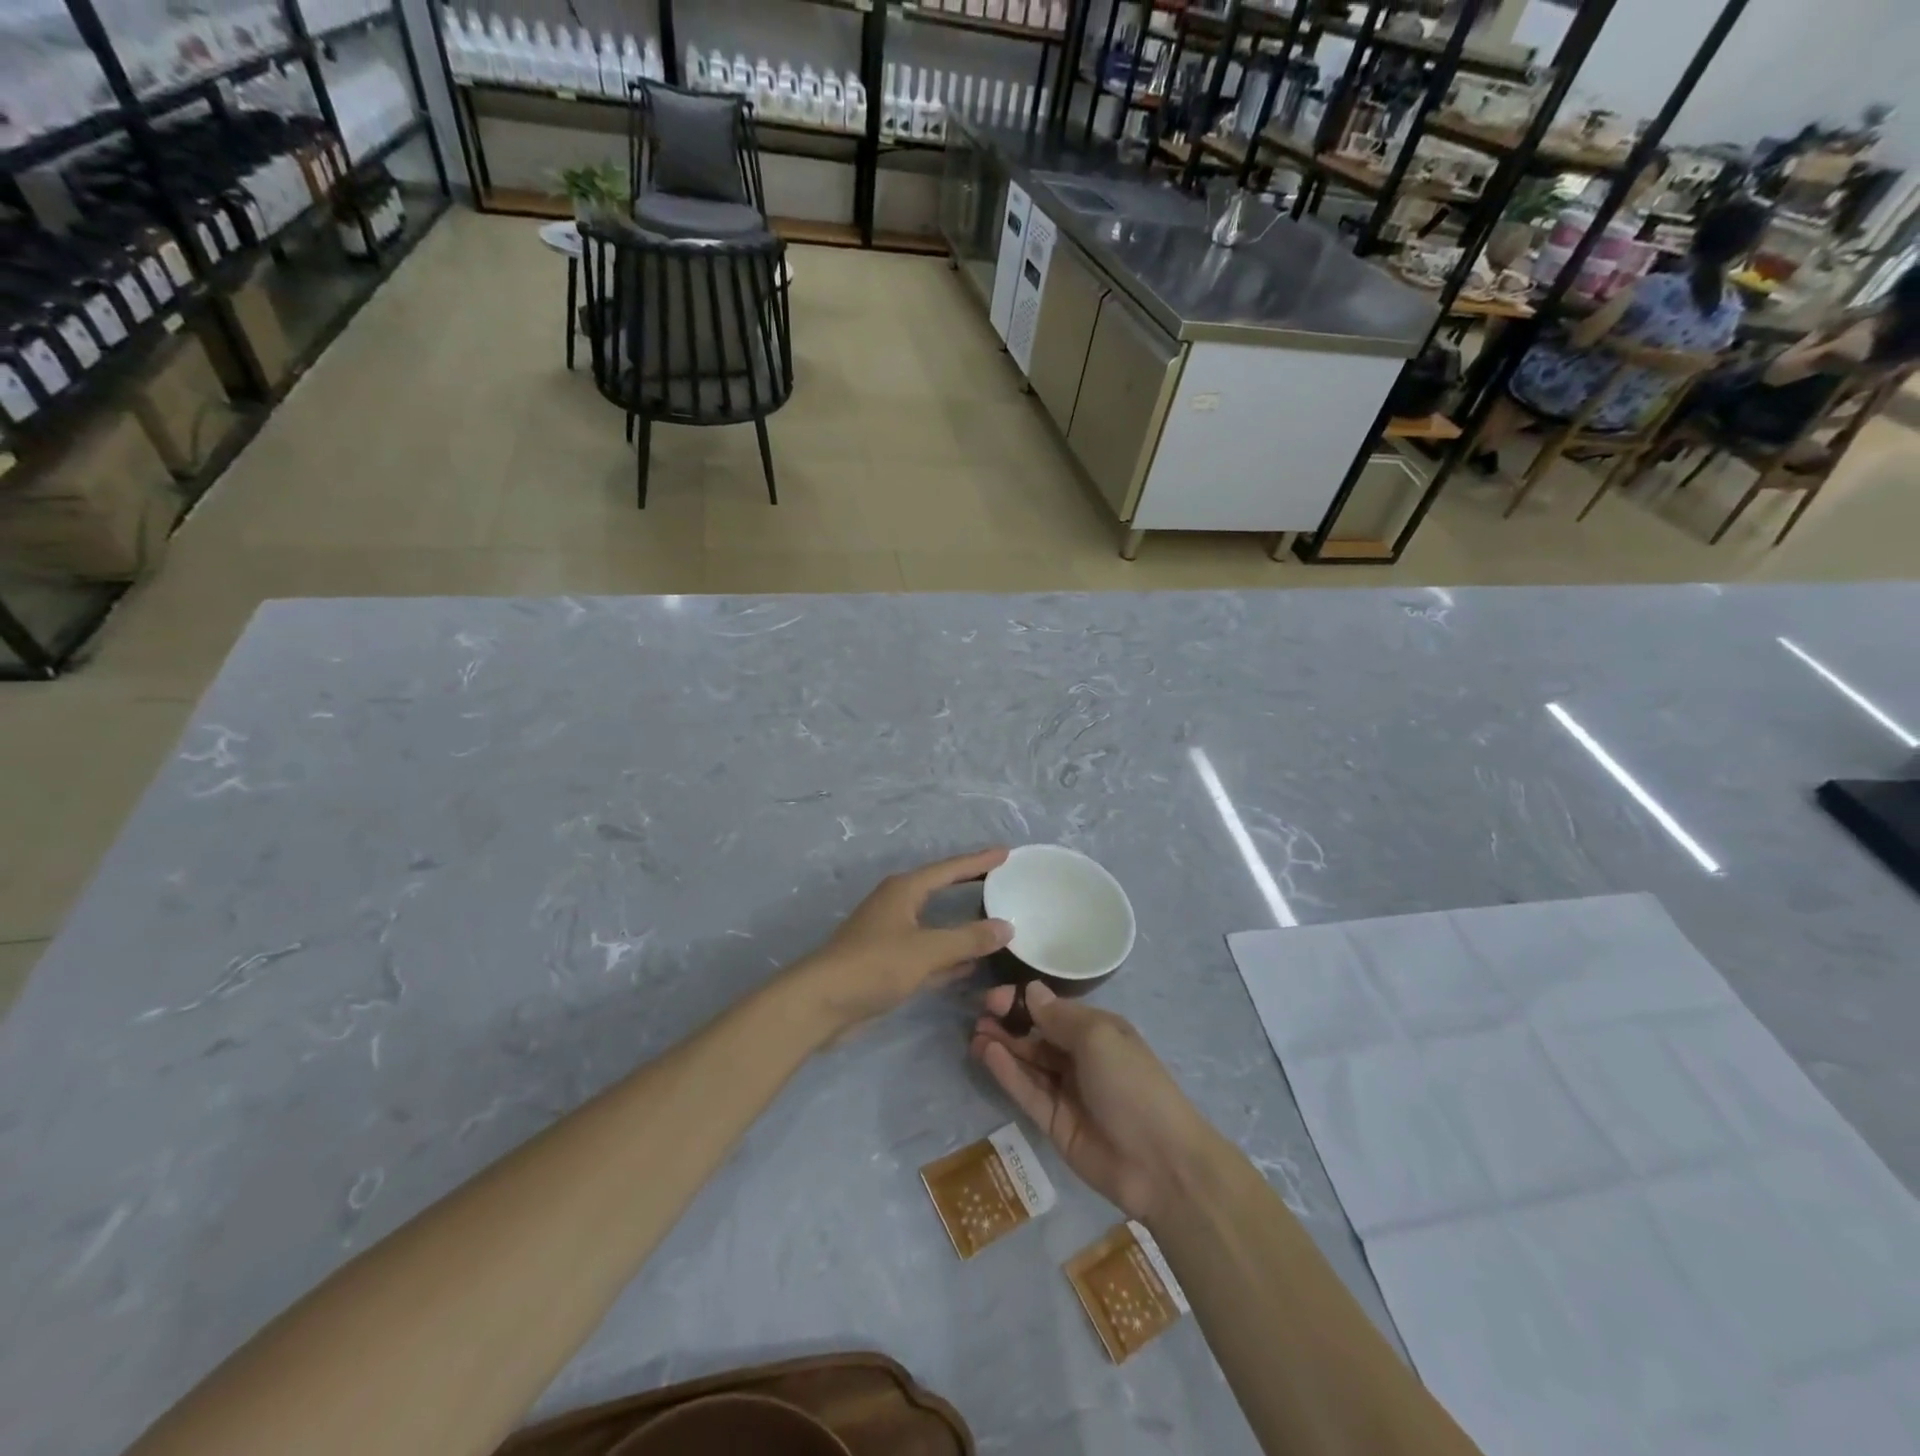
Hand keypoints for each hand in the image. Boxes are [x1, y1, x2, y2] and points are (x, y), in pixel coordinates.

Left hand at [793, 849, 1012, 1036]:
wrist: (822, 1003)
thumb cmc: (874, 964)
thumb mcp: (926, 950)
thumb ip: (968, 939)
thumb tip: (1007, 927)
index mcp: (905, 890)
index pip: (950, 869)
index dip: (979, 861)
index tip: (1006, 853)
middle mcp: (898, 906)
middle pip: (942, 891)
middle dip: (971, 887)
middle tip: (1004, 882)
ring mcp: (892, 935)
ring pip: (936, 925)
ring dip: (963, 926)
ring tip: (997, 923)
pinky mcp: (889, 963)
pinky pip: (929, 953)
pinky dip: (950, 956)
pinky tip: (972, 965)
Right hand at [970, 983, 1214, 1222]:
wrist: (1159, 1163)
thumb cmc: (1132, 1084)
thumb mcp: (1098, 1037)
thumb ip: (1060, 1016)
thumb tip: (1031, 990)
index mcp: (1099, 1031)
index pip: (1054, 1009)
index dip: (1024, 1001)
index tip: (994, 997)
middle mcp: (1081, 1057)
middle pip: (1038, 1035)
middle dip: (1009, 1022)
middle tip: (978, 1013)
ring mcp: (1067, 1091)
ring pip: (1028, 1062)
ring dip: (1003, 1046)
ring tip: (974, 1033)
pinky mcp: (1054, 1123)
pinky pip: (1027, 1091)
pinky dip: (1007, 1072)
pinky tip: (987, 1053)